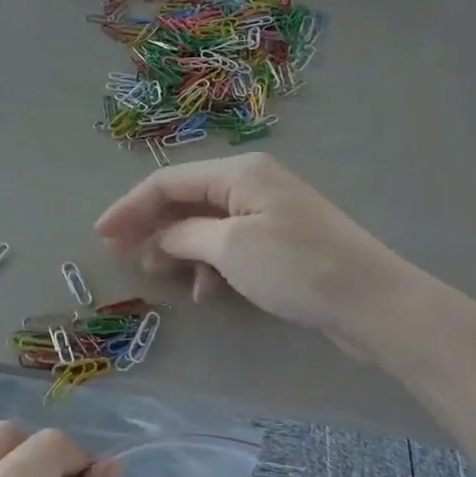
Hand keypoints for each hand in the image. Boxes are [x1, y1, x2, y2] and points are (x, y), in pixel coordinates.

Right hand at [95, 152, 444, 369]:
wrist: (374, 304)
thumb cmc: (297, 267)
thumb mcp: (231, 248)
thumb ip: (185, 236)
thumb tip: (158, 238)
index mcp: (238, 172)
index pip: (168, 181)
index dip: (129, 207)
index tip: (100, 235)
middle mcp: (251, 183)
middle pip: (185, 199)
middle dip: (151, 226)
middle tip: (121, 254)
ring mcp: (268, 212)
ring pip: (206, 225)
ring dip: (179, 248)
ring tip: (158, 275)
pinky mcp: (281, 241)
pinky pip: (230, 245)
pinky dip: (210, 264)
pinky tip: (206, 292)